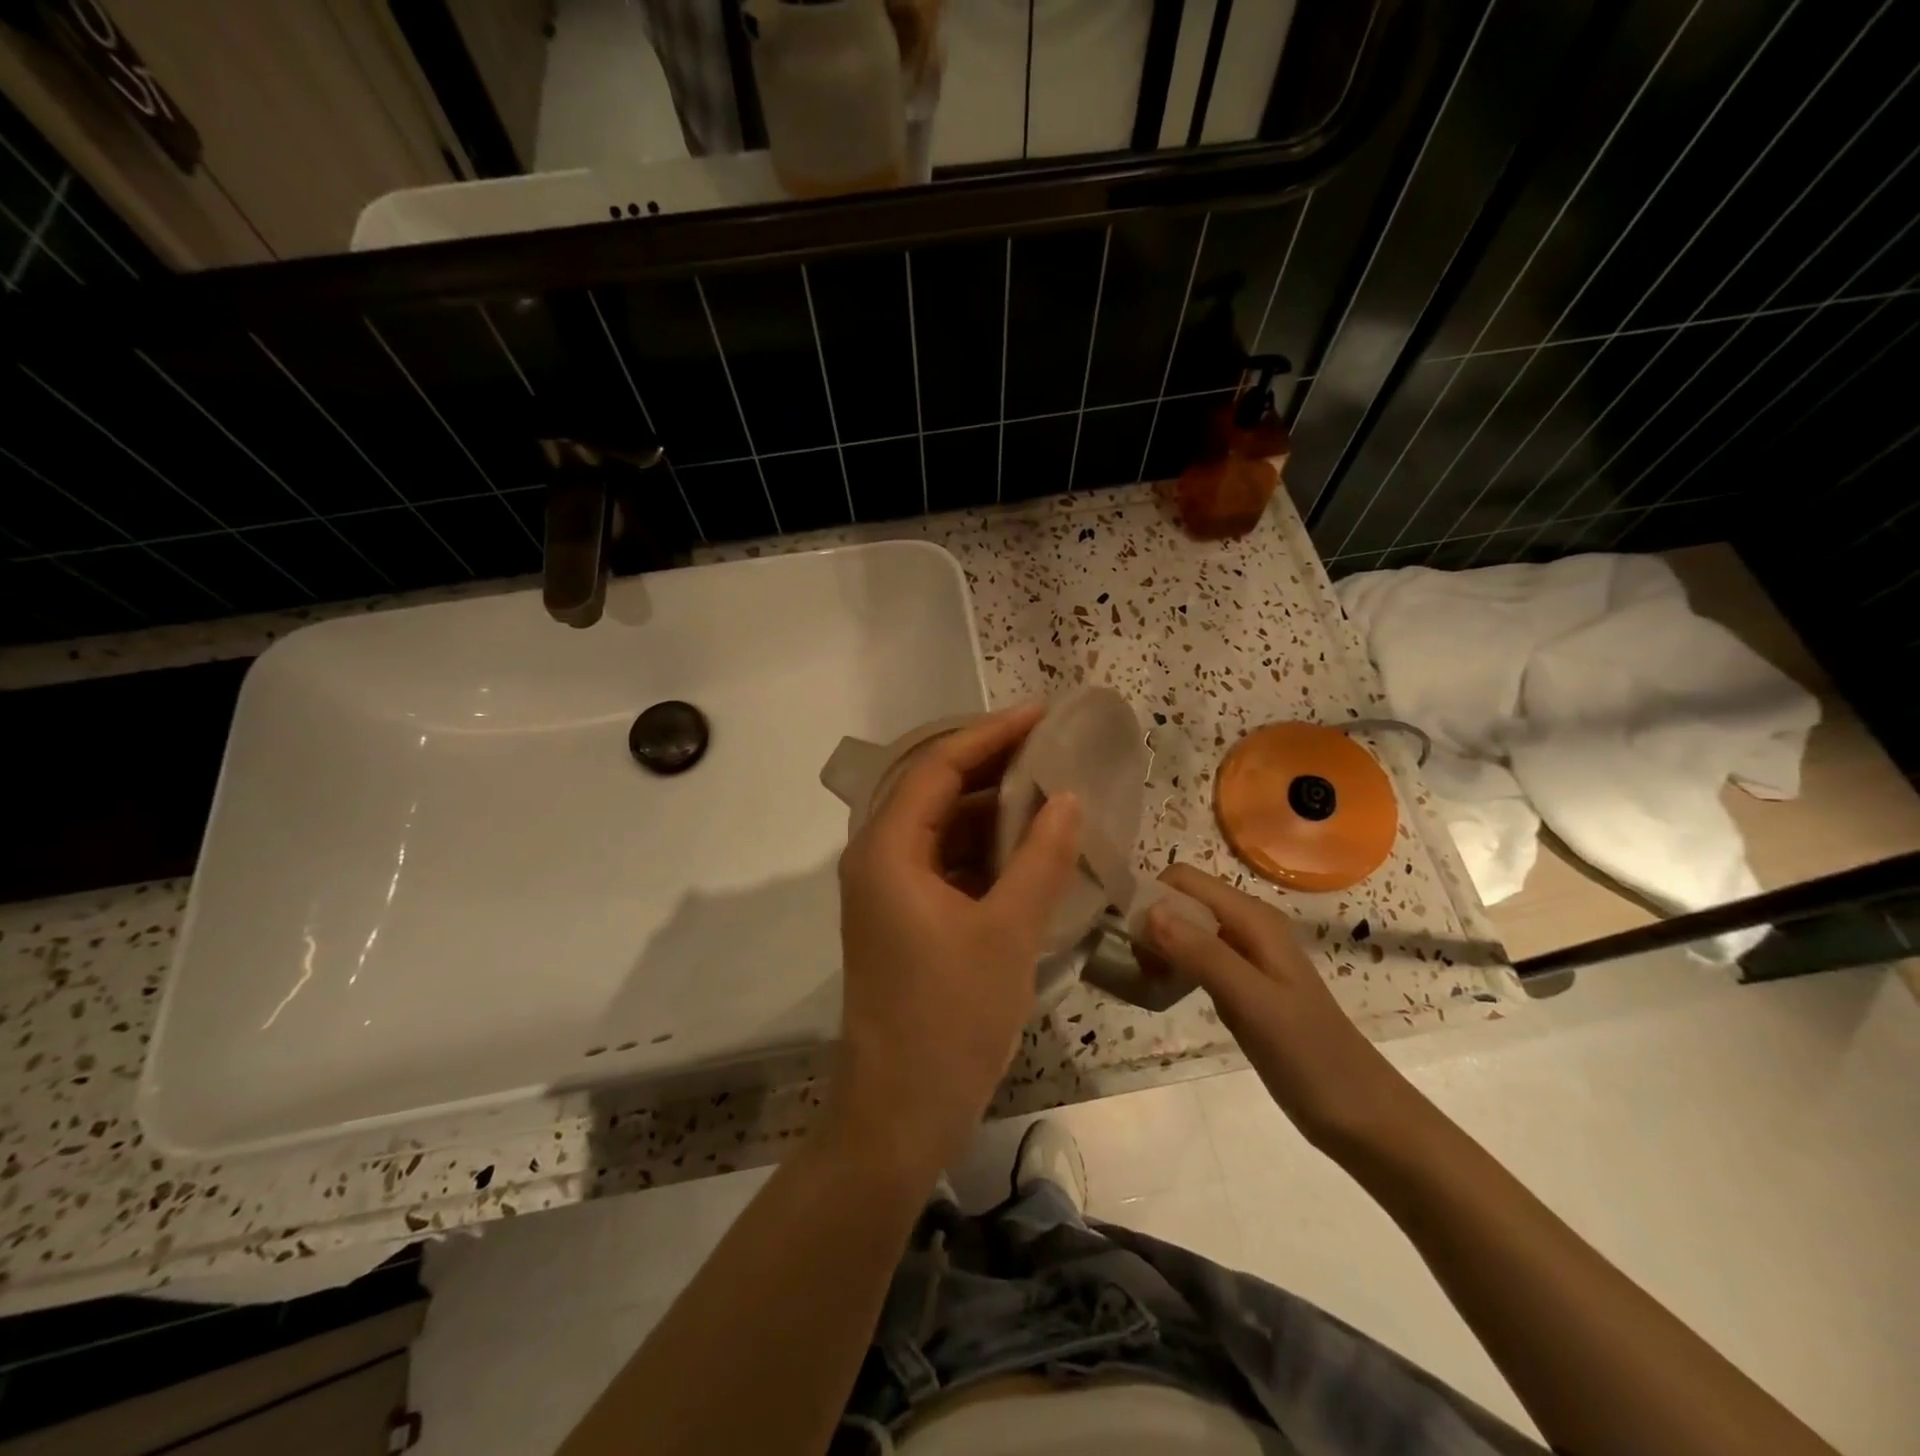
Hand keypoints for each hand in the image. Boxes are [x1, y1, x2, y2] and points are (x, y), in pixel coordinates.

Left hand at [829, 706, 1081, 1179]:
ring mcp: (888, 890)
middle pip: (933, 789)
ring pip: (939, 827)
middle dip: (990, 765)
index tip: (1039, 714)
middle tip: (1049, 747)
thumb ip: (1040, 858)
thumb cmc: (949, 1020)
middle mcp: (877, 858)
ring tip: (1048, 790)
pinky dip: (983, 848)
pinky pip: (943, 862)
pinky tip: (1027, 847)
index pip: (936, 766)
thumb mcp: (1007, 933)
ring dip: (989, 808)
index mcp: (887, 850)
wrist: (899, 1113)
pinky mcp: (903, 917)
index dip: (988, 735)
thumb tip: (1069, 798)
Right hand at [1142, 865, 1411, 1152]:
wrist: (1362, 1115)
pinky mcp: (1241, 984)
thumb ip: (1202, 954)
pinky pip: (1195, 957)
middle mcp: (1247, 926)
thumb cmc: (1310, 1056)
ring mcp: (1245, 956)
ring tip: (1144, 980)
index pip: (1184, 879)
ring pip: (1185, 929)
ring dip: (1158, 945)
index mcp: (1252, 918)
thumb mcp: (1253, 1002)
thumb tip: (1148, 910)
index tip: (1124, 936)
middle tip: (1134, 965)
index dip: (1150, 896)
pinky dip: (1172, 966)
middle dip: (1150, 922)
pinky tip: (1163, 991)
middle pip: (1182, 901)